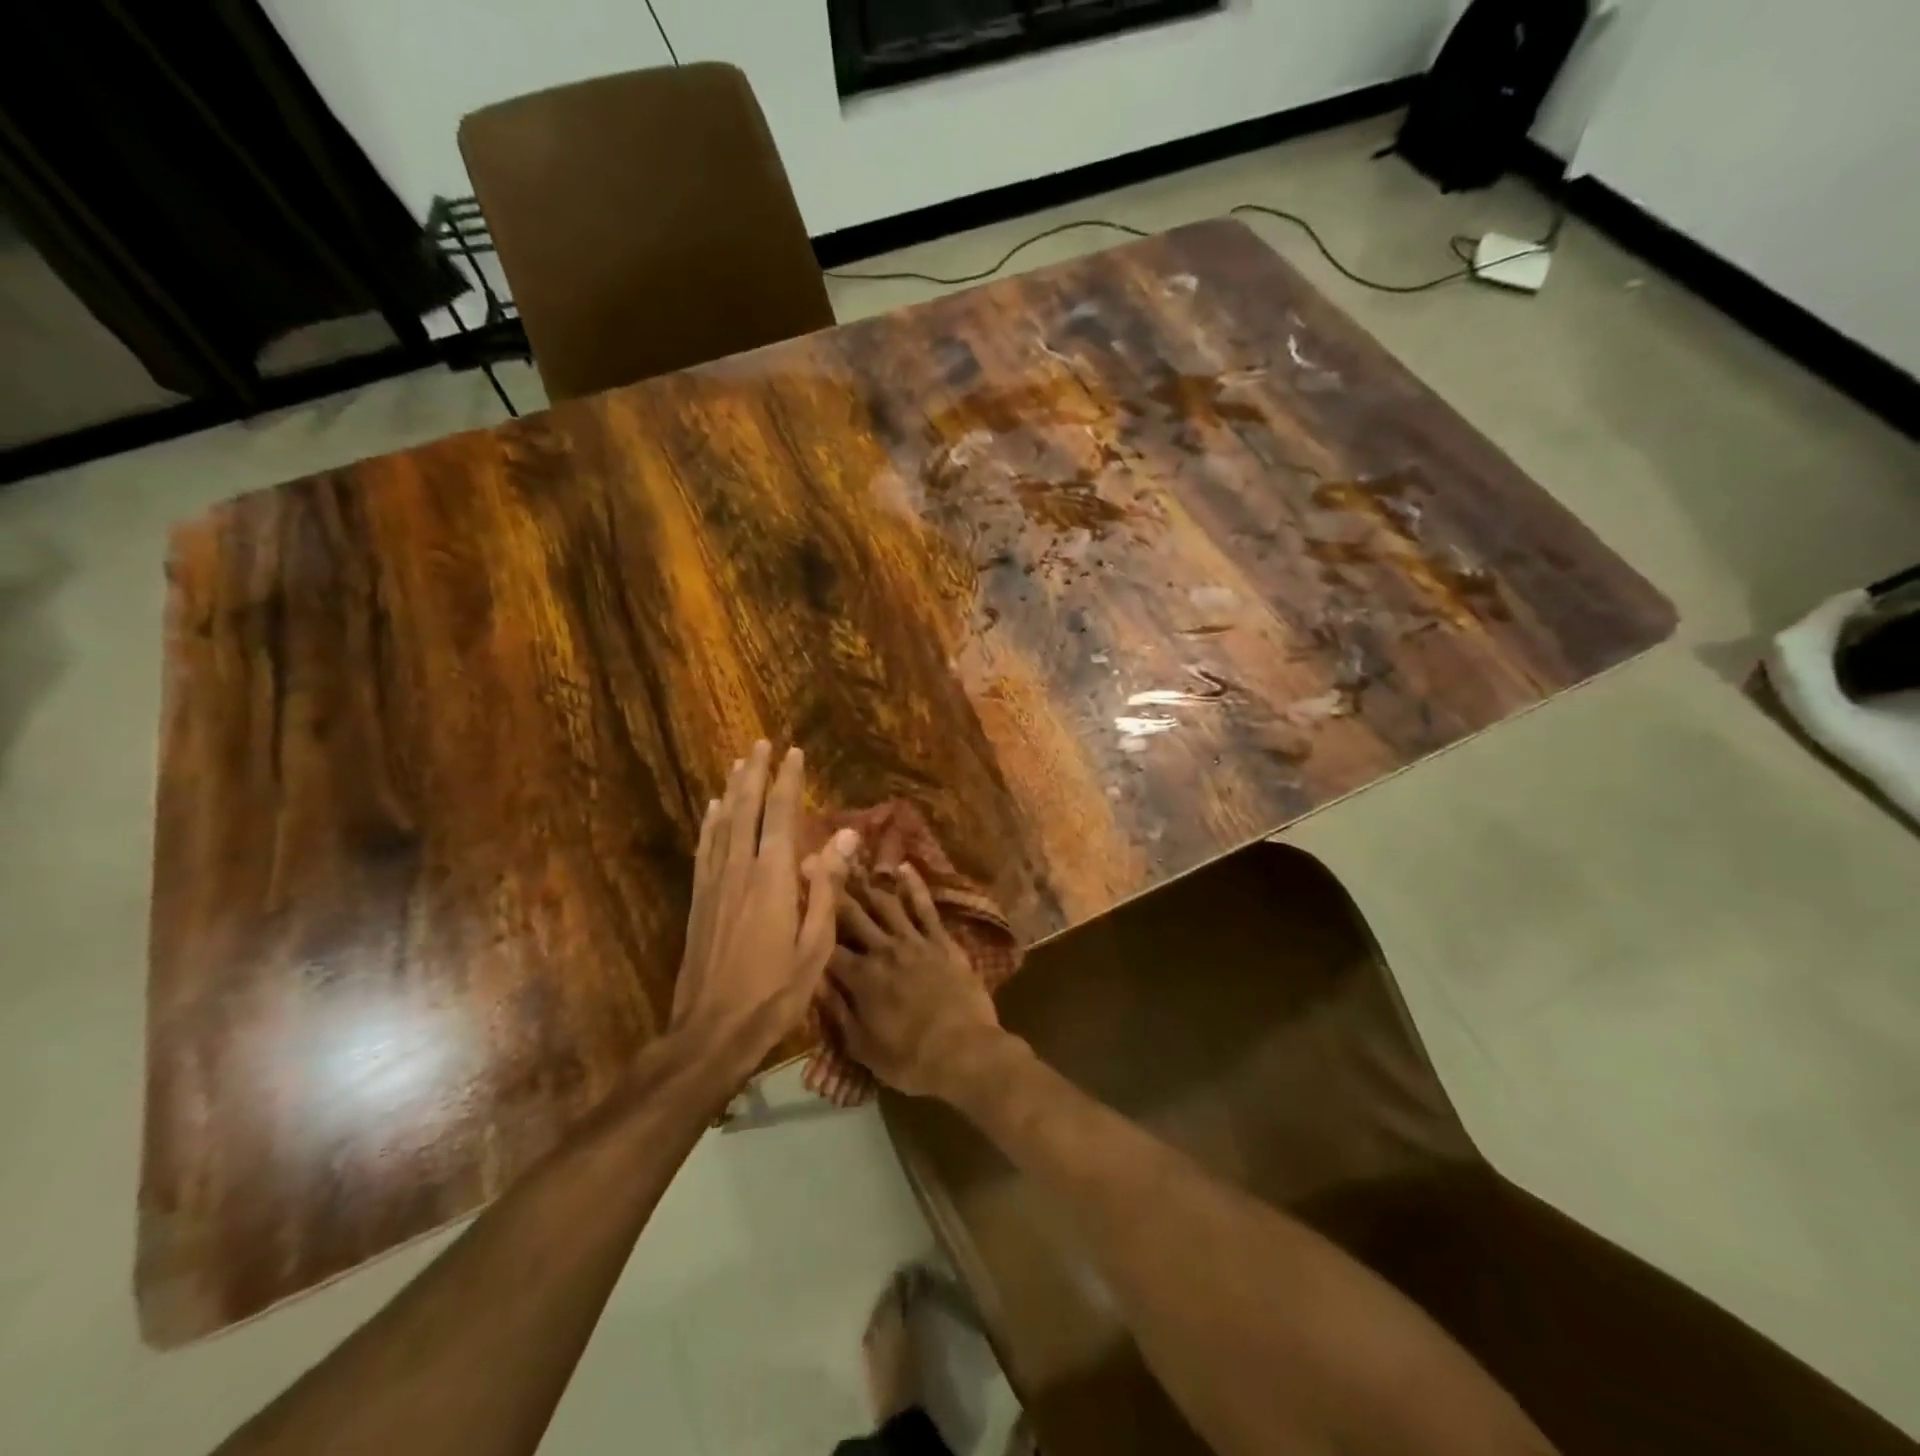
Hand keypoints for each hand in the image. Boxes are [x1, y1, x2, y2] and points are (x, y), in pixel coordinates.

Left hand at [673, 741, 857, 1049]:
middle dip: (755, 774)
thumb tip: (845, 836)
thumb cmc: (775, 993)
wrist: (712, 1032)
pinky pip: (705, 850)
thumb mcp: (816, 945)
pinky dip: (710, 824)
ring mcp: (714, 885)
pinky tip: (712, 811)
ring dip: (732, 791)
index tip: (794, 753)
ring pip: (722, 825)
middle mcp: (739, 871)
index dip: (788, 782)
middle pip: (746, 810)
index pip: (781, 816)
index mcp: (772, 879)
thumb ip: (828, 886)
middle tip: (761, 744)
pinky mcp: (699, 902)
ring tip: (738, 764)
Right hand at [821, 865, 1010, 1100]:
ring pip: (885, 904)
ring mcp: (914, 941)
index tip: (795, 901)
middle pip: (852, 915)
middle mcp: (882, 950)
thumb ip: (836, 1011)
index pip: (827, 945)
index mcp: (860, 978)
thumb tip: (812, 981)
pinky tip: (903, 867)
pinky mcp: (940, 940)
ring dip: (867, 884)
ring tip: (852, 864)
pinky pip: (925, 907)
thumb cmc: (910, 1059)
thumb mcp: (861, 1047)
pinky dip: (914, 885)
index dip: (809, 923)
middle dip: (832, 891)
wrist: (965, 1052)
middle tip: (816, 862)